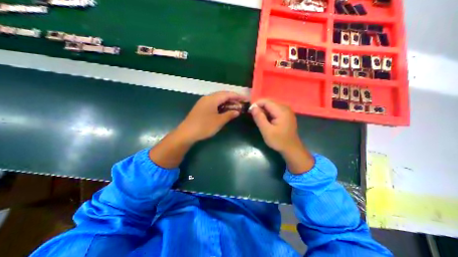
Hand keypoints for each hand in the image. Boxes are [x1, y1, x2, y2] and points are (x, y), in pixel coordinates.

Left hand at [177, 90, 246, 143]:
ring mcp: (204, 102)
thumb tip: (237, 111)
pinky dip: (221, 106)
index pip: (228, 94)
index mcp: (212, 99)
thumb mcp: (219, 121)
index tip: (246, 99)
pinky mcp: (201, 108)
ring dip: (227, 103)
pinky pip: (214, 104)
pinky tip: (225, 110)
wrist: (187, 133)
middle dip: (233, 99)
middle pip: (223, 95)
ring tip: (236, 107)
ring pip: (218, 100)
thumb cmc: (204, 126)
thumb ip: (229, 115)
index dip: (238, 96)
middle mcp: (208, 98)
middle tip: (242, 104)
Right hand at [247, 100, 314, 173]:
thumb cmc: (279, 141)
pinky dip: (268, 113)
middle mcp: (285, 107)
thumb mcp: (266, 130)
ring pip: (271, 106)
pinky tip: (266, 120)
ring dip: (263, 111)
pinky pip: (274, 110)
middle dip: (259, 108)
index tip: (250, 111)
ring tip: (259, 119)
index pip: (266, 101)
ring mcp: (286, 111)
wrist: (291, 149)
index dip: (256, 104)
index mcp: (281, 110)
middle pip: (269, 102)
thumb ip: (259, 118)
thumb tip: (253, 107)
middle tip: (254, 117)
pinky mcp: (286, 114)